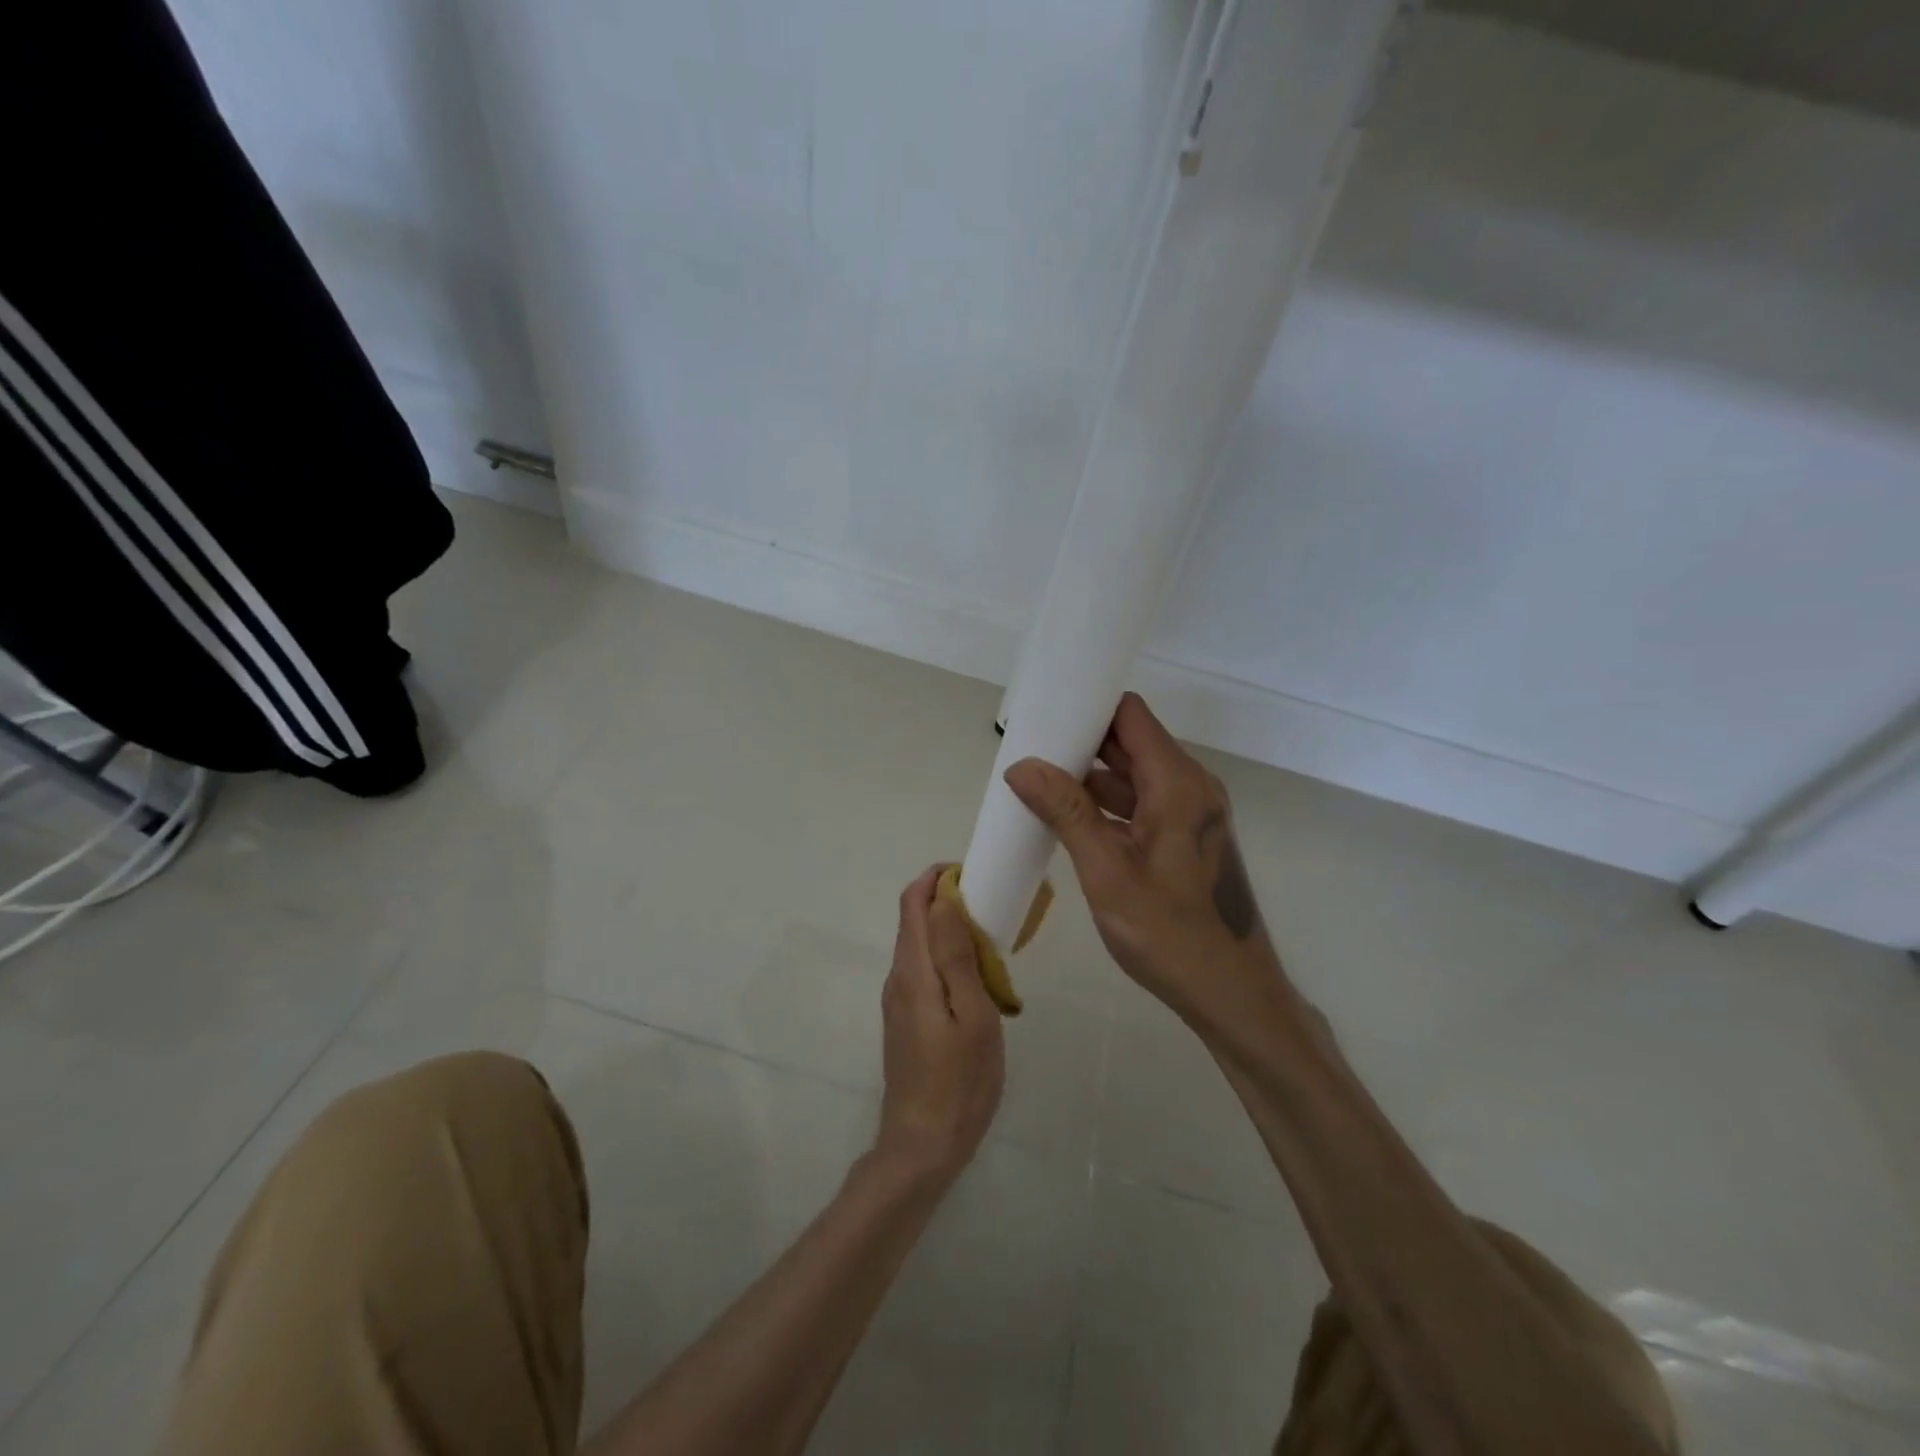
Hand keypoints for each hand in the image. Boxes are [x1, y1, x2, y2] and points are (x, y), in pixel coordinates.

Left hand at [874, 866, 1004, 1180]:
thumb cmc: (958, 1081)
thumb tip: (944, 899)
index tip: (974, 874)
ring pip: (920, 946)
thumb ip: (956, 955)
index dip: (936, 878)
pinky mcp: (906, 1019)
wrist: (922, 1146)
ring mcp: (899, 1000)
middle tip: (993, 905)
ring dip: (949, 929)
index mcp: (913, 971)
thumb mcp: (972, 1015)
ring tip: (992, 939)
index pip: (912, 902)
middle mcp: (899, 978)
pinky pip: (924, 969)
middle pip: (914, 920)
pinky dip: (947, 956)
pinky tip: (977, 977)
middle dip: (947, 900)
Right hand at [1004, 693, 1280, 1022]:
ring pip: (1133, 776)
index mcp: (1177, 782)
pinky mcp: (1187, 837)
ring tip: (1038, 783)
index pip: (1129, 715)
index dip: (1088, 708)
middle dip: (1080, 743)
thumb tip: (1021, 765)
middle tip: (1029, 750)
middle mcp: (1190, 786)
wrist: (1232, 992)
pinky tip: (1069, 820)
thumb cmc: (1169, 931)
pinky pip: (1142, 804)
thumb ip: (1066, 811)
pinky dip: (1107, 805)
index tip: (1044, 716)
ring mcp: (1190, 813)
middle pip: (1130, 743)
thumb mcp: (1106, 870)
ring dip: (1090, 778)